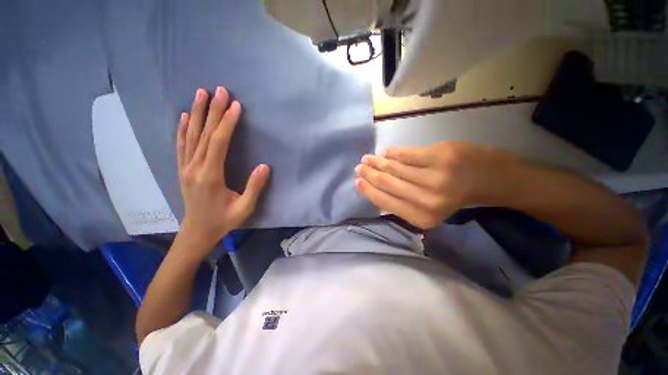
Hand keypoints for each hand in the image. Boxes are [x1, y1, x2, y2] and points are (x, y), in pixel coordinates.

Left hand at [177, 87, 269, 251]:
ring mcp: (185, 167)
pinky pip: (181, 144)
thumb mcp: (245, 208)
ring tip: (201, 93)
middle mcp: (195, 167)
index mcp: (211, 176)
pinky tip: (185, 116)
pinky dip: (183, 128)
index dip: (228, 123)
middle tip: (220, 90)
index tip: (236, 106)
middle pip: (204, 133)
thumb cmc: (224, 220)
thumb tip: (264, 166)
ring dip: (197, 113)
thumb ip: (254, 187)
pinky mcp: (183, 169)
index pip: (219, 143)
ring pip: (191, 135)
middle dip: (213, 110)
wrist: (198, 231)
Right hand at [354, 142, 514, 228]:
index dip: (368, 190)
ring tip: (367, 158)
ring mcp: (434, 177)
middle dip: (369, 175)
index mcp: (422, 217)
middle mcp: (426, 200)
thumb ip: (403, 203)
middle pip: (387, 183)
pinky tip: (386, 152)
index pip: (385, 201)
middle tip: (359, 168)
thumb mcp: (428, 209)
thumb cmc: (456, 197)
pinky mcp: (440, 156)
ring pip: (395, 168)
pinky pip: (407, 154)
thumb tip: (376, 188)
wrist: (492, 179)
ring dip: (378, 162)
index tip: (357, 182)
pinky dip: (394, 153)